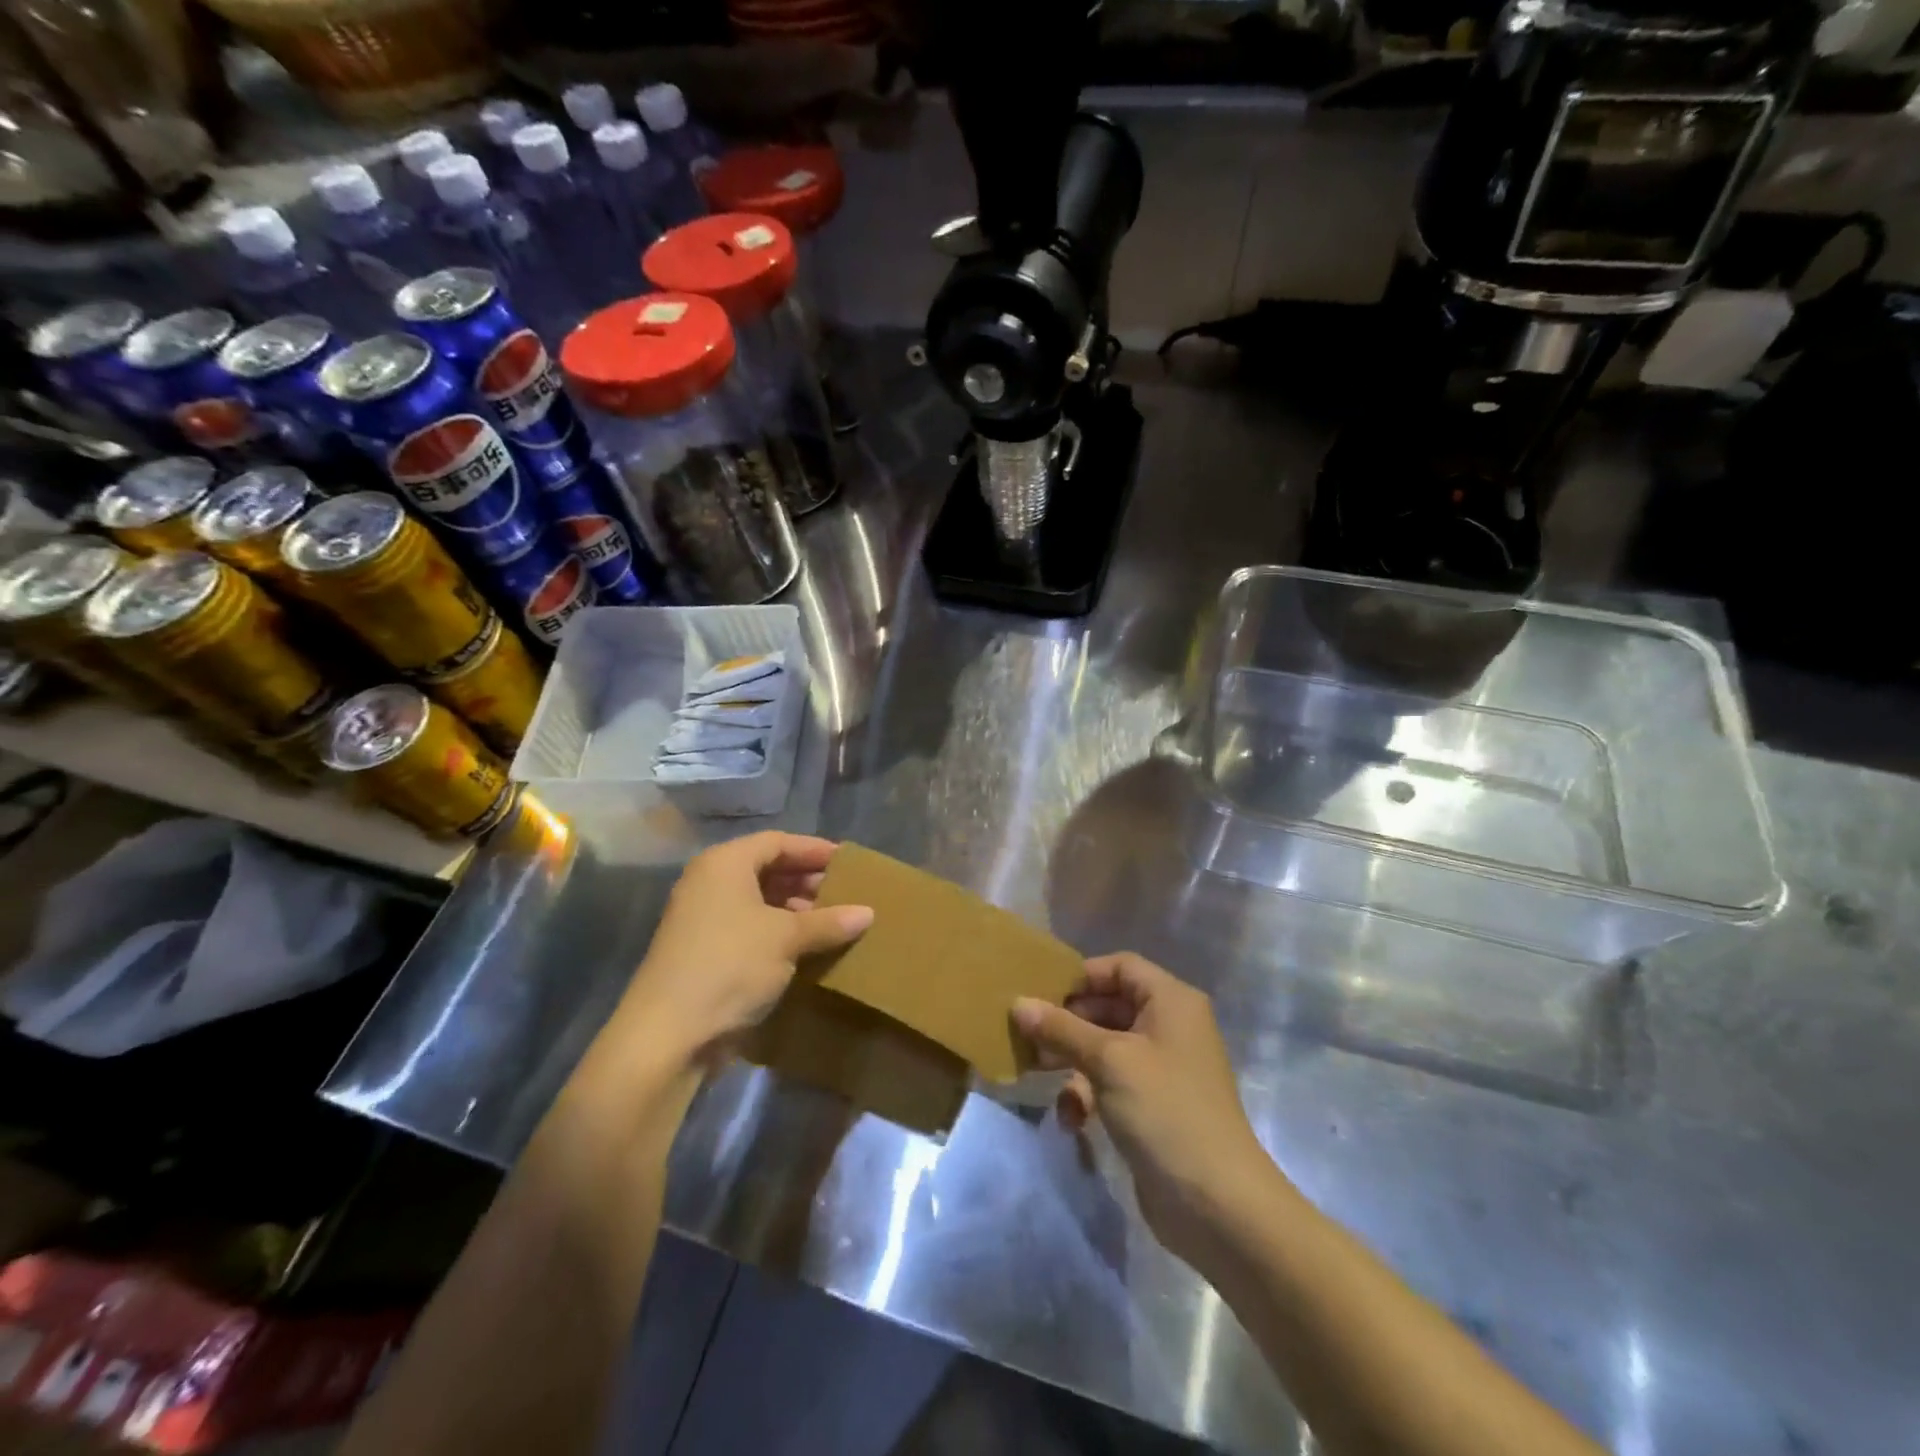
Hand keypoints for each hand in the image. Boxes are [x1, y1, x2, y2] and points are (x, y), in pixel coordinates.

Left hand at [617, 833, 872, 1064]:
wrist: (669, 1035)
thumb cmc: (731, 965)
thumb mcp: (786, 938)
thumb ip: (829, 921)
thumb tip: (868, 913)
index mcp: (725, 864)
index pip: (778, 842)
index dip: (814, 850)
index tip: (848, 863)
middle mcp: (710, 883)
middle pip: (767, 869)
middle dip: (807, 881)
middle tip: (846, 894)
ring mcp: (704, 919)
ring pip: (759, 901)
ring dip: (796, 910)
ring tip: (834, 923)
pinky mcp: (706, 952)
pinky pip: (751, 929)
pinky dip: (779, 933)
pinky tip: (808, 949)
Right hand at [1013, 953, 1268, 1262]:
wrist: (1218, 1205)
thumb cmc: (1165, 1111)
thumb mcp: (1109, 1061)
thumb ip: (1061, 1029)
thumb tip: (1018, 1003)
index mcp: (1171, 1001)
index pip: (1120, 966)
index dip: (1081, 976)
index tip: (1040, 994)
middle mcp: (1169, 1027)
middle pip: (1108, 1006)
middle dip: (1067, 1022)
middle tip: (1027, 1034)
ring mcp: (1162, 1069)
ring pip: (1104, 1048)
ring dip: (1070, 1060)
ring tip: (1034, 1073)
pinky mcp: (1152, 1107)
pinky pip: (1111, 1084)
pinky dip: (1087, 1095)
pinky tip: (1071, 1120)